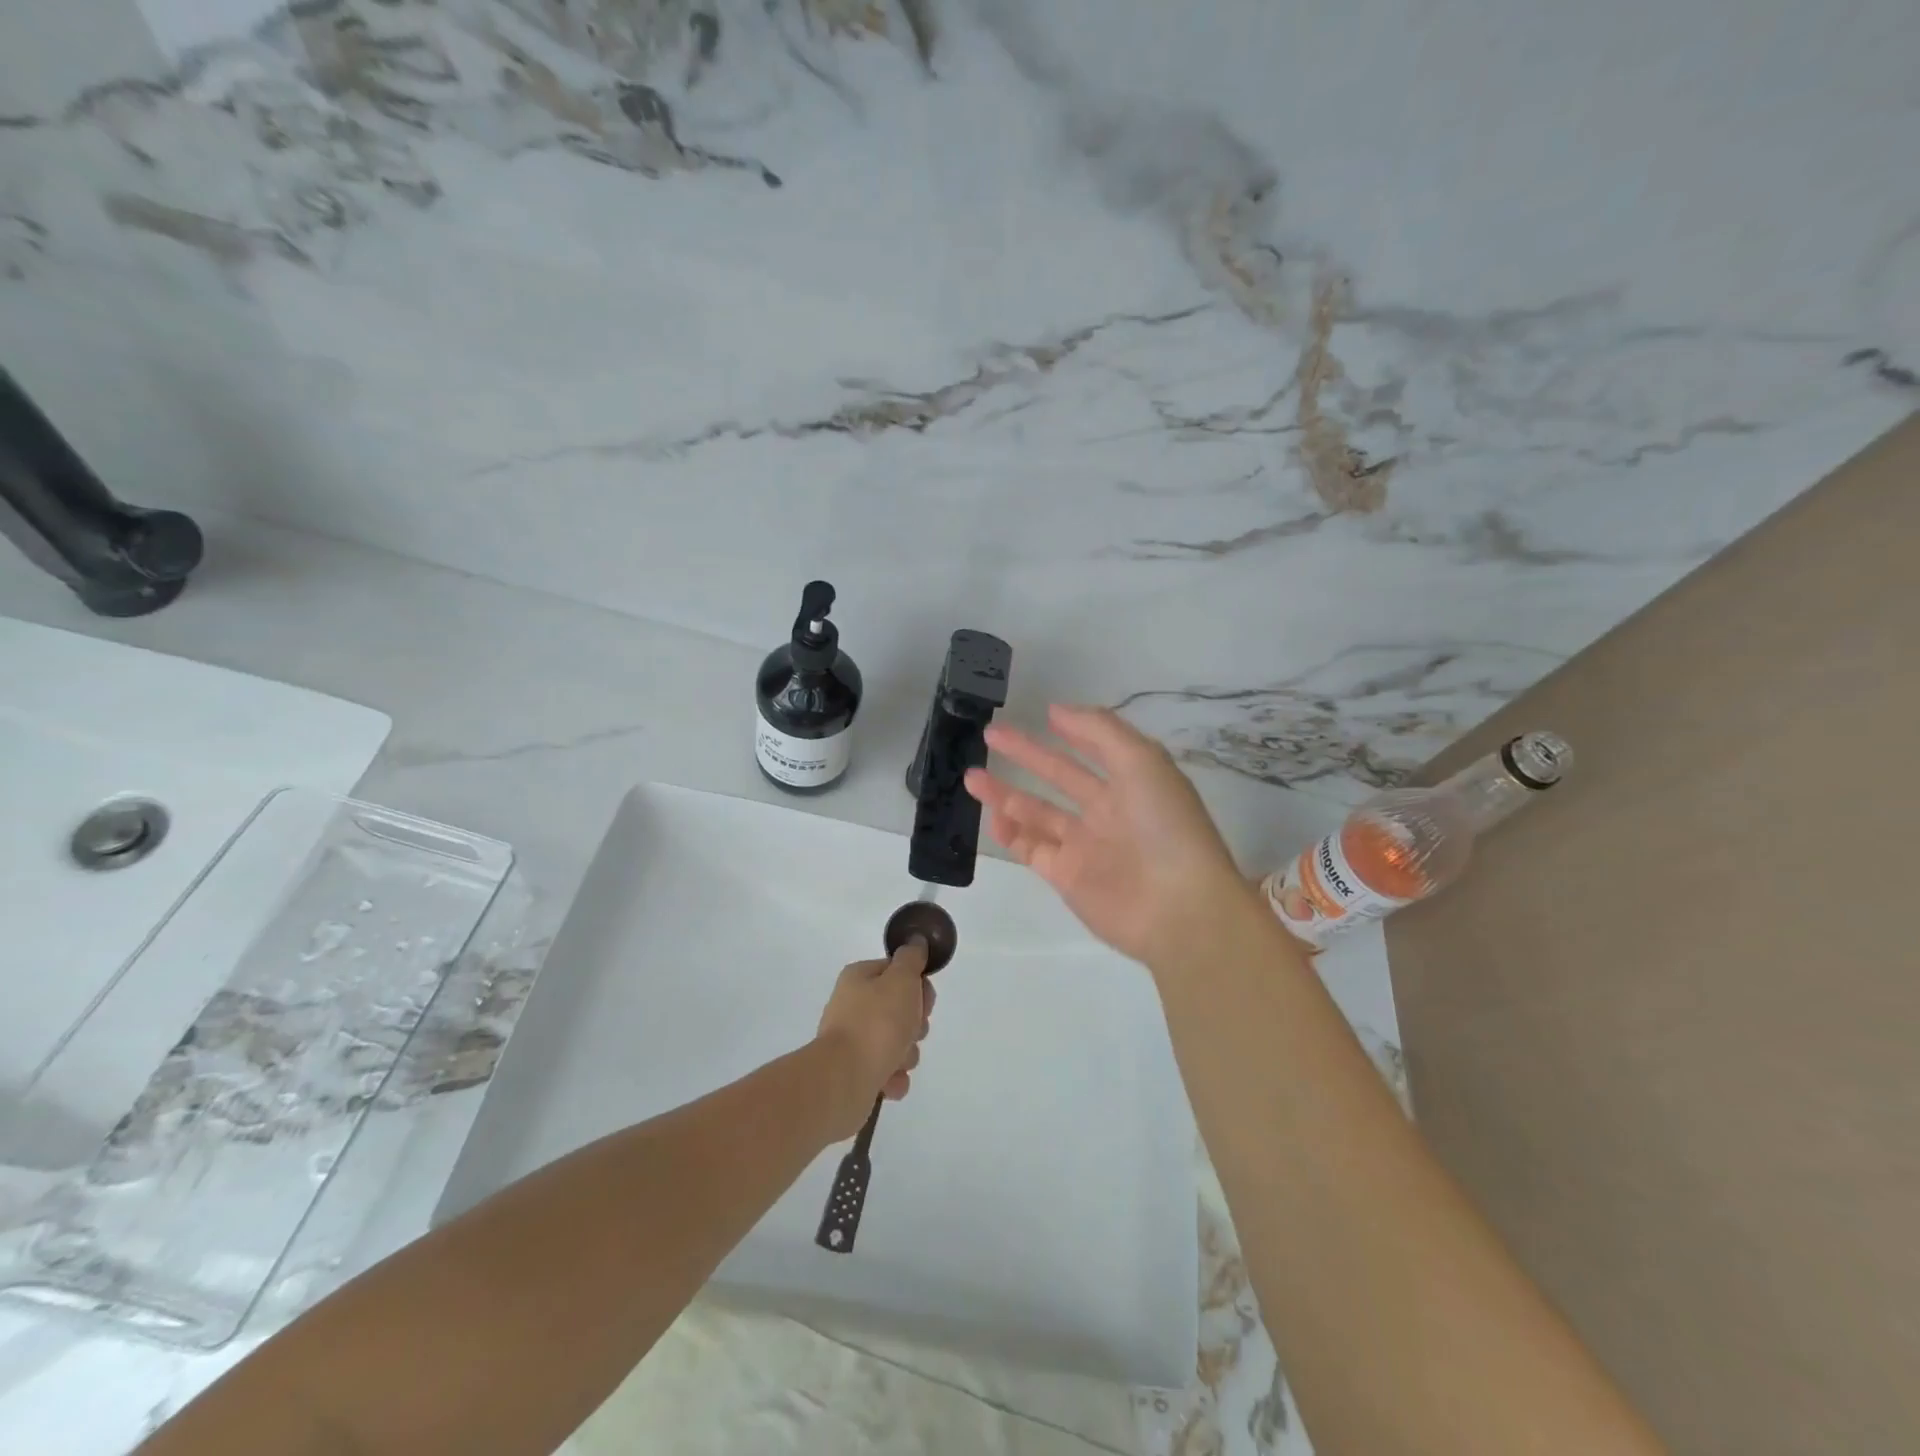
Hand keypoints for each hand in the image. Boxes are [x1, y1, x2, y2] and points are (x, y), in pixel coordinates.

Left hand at [815, 939, 935, 1139]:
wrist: (845, 1079)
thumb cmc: (877, 1023)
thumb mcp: (901, 979)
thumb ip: (912, 958)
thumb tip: (916, 942)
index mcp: (859, 978)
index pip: (898, 973)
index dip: (917, 985)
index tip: (924, 1000)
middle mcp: (853, 1006)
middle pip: (900, 1009)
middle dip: (915, 1024)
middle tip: (912, 1031)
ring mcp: (853, 1041)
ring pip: (897, 1042)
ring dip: (906, 1053)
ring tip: (897, 1060)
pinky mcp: (855, 1073)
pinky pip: (887, 1071)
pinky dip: (893, 1077)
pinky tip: (889, 1080)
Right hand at [965, 704, 1250, 967]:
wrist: (1177, 908)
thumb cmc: (1164, 826)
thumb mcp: (1141, 761)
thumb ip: (1099, 730)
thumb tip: (1057, 710)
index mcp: (1132, 781)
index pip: (1096, 748)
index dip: (1073, 730)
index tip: (1044, 713)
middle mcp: (1107, 811)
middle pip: (1059, 776)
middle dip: (1026, 755)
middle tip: (990, 735)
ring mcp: (1085, 846)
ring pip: (1038, 813)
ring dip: (1006, 794)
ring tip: (971, 776)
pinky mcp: (1066, 876)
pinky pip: (1032, 849)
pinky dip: (1012, 834)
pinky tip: (994, 818)